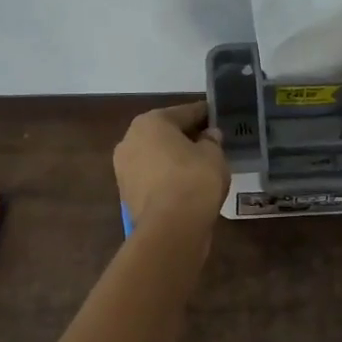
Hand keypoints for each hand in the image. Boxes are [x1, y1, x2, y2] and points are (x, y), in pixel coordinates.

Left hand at [114, 101, 229, 232]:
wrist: (171, 228)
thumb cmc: (194, 180)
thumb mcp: (214, 155)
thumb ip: (212, 140)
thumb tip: (208, 136)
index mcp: (150, 122)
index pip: (184, 113)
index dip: (204, 114)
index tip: (217, 117)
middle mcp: (129, 140)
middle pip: (165, 134)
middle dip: (186, 137)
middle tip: (210, 143)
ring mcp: (124, 170)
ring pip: (156, 158)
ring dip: (174, 160)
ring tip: (200, 167)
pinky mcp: (127, 195)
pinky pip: (153, 179)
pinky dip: (168, 180)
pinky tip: (186, 186)